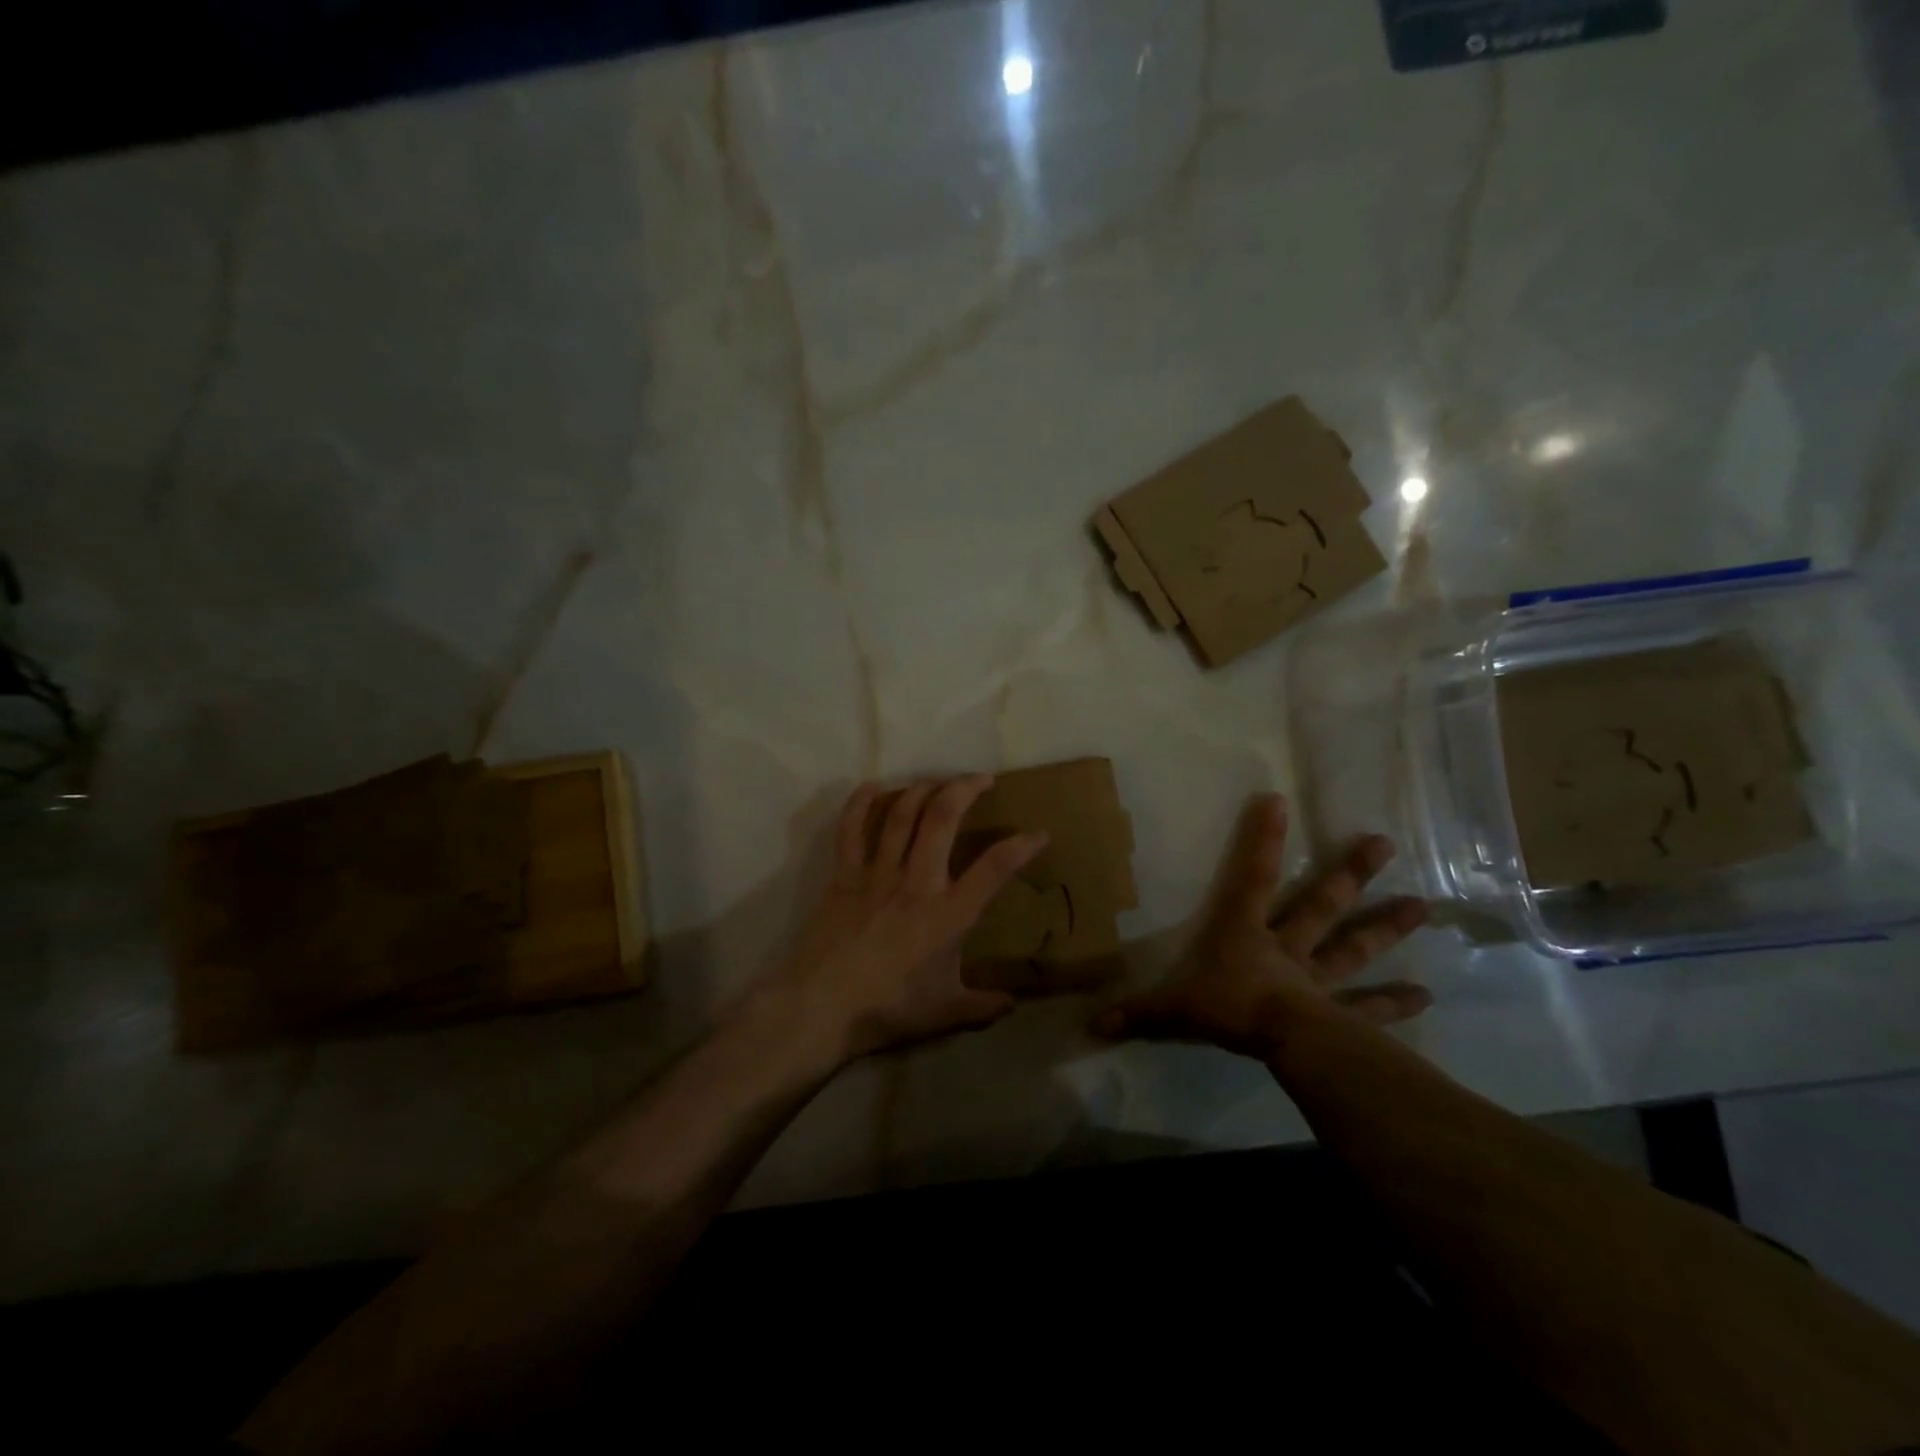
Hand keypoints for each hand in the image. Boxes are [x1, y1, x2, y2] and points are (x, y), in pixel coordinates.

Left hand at [769, 775, 1047, 1062]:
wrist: (819, 1008)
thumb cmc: (887, 1010)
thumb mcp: (944, 1013)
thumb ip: (982, 1006)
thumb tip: (1013, 1004)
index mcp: (948, 913)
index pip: (995, 868)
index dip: (1021, 846)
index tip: (1038, 833)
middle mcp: (916, 881)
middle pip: (942, 817)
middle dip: (965, 788)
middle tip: (982, 779)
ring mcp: (877, 873)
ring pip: (902, 813)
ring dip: (923, 788)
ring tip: (940, 780)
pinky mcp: (844, 875)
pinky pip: (852, 829)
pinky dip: (861, 803)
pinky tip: (873, 786)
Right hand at [1093, 794, 1430, 1060]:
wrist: (1283, 1044)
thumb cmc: (1229, 1009)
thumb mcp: (1176, 1008)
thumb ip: (1140, 1011)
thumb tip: (1093, 1022)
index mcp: (1246, 934)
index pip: (1252, 878)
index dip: (1262, 840)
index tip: (1278, 801)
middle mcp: (1287, 948)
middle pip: (1321, 905)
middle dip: (1349, 874)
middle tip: (1385, 844)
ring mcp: (1318, 980)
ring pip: (1353, 947)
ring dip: (1385, 927)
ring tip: (1423, 907)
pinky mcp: (1339, 1014)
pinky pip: (1369, 1007)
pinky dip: (1395, 1003)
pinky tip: (1427, 995)